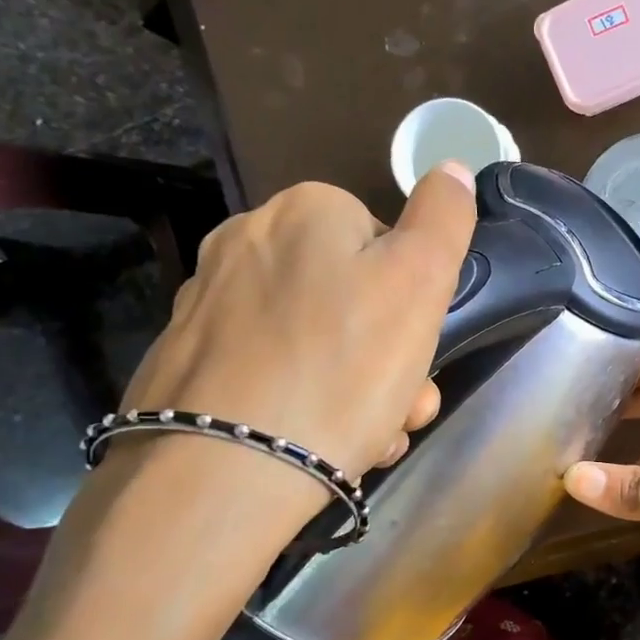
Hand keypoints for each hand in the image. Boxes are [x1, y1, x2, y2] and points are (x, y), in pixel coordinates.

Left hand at [119, 164, 477, 488]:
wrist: (223, 471)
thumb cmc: (342, 368)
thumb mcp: (419, 282)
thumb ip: (443, 218)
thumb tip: (452, 169)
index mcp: (305, 211)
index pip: (386, 243)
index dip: (415, 302)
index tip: (419, 356)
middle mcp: (246, 242)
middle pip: (350, 297)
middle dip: (389, 357)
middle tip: (401, 410)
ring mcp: (208, 304)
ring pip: (315, 341)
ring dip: (356, 388)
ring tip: (367, 440)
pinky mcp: (187, 362)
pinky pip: (270, 373)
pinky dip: (303, 403)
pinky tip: (316, 443)